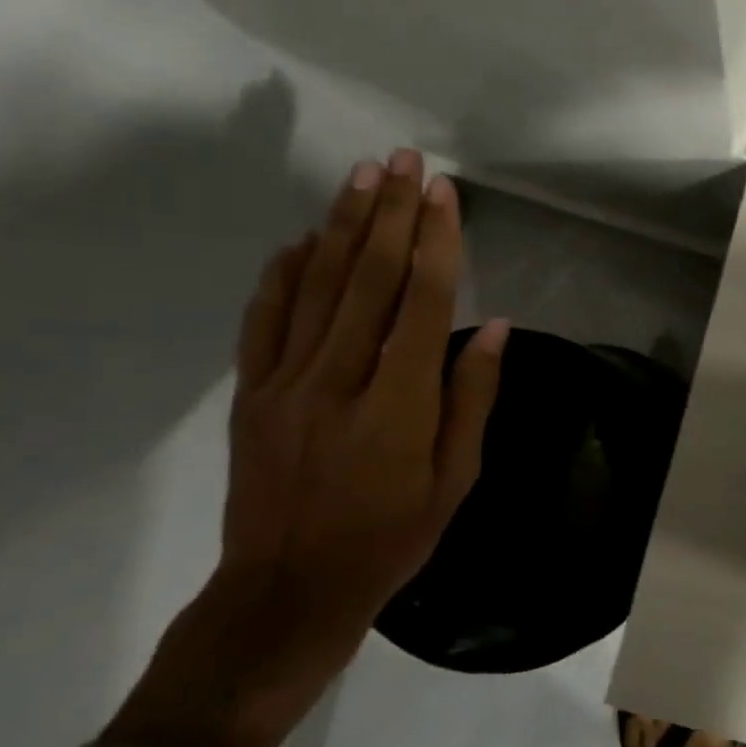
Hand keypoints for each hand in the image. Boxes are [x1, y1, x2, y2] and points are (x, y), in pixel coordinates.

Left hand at [101, 149, 505, 746]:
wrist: (291, 586)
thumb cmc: (392, 537)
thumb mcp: (455, 479)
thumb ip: (472, 398)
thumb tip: (494, 328)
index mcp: (398, 402)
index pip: (420, 301)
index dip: (435, 241)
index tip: (443, 193)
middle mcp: (338, 377)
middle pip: (366, 277)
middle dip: (389, 212)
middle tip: (403, 160)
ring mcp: (285, 381)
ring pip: (315, 285)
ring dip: (341, 224)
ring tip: (361, 176)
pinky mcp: (251, 392)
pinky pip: (264, 318)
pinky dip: (283, 272)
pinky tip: (300, 239)